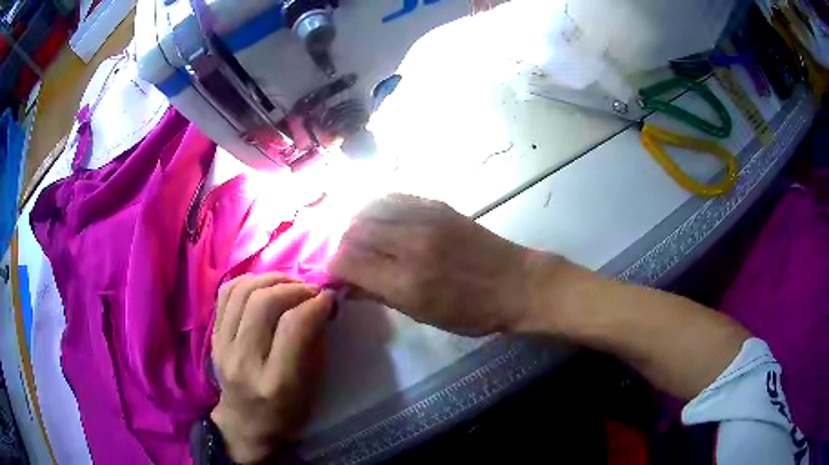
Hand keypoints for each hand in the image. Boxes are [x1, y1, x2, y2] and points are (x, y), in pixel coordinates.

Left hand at [210, 273, 333, 463]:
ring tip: (290, 283)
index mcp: (276, 382)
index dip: (315, 304)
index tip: (329, 298)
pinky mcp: (213, 337)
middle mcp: (244, 361)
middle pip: (263, 303)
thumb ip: (315, 345)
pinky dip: (248, 281)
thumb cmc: (287, 414)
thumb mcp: (312, 389)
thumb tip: (322, 304)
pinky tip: (265, 285)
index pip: (293, 327)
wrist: (246, 424)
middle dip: (293, 287)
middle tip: (311, 290)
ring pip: (242, 292)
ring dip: (271, 279)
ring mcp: (223, 347)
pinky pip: (226, 294)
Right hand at [329, 194, 559, 335]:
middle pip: (353, 231)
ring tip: (360, 237)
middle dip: (342, 245)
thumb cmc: (471, 312)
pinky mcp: (437, 205)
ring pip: (369, 208)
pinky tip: (379, 219)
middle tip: (347, 257)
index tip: (335, 274)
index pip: (347, 261)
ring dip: (356, 223)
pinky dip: (377, 207)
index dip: (332, 267)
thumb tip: (347, 285)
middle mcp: (410, 244)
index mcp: (406, 281)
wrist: (516, 284)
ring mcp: (424, 218)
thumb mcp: (422, 314)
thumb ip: (380, 295)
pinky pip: (392, 197)